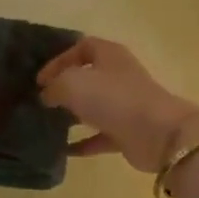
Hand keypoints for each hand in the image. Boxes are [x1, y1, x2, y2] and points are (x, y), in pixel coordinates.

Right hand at [37, 36, 198, 172]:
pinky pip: (101, 135)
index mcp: (109, 54)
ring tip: (49, 123)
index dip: (60, 59)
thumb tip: (47, 95)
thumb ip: (54, 86)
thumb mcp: (73, 83)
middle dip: (66, 87)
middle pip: (89, 75)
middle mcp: (119, 75)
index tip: (40, 80)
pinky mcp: (128, 131)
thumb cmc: (113, 98)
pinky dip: (84, 142)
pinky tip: (64, 150)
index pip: (82, 47)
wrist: (157, 133)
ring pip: (95, 105)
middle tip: (43, 100)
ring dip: (74, 114)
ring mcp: (126, 104)